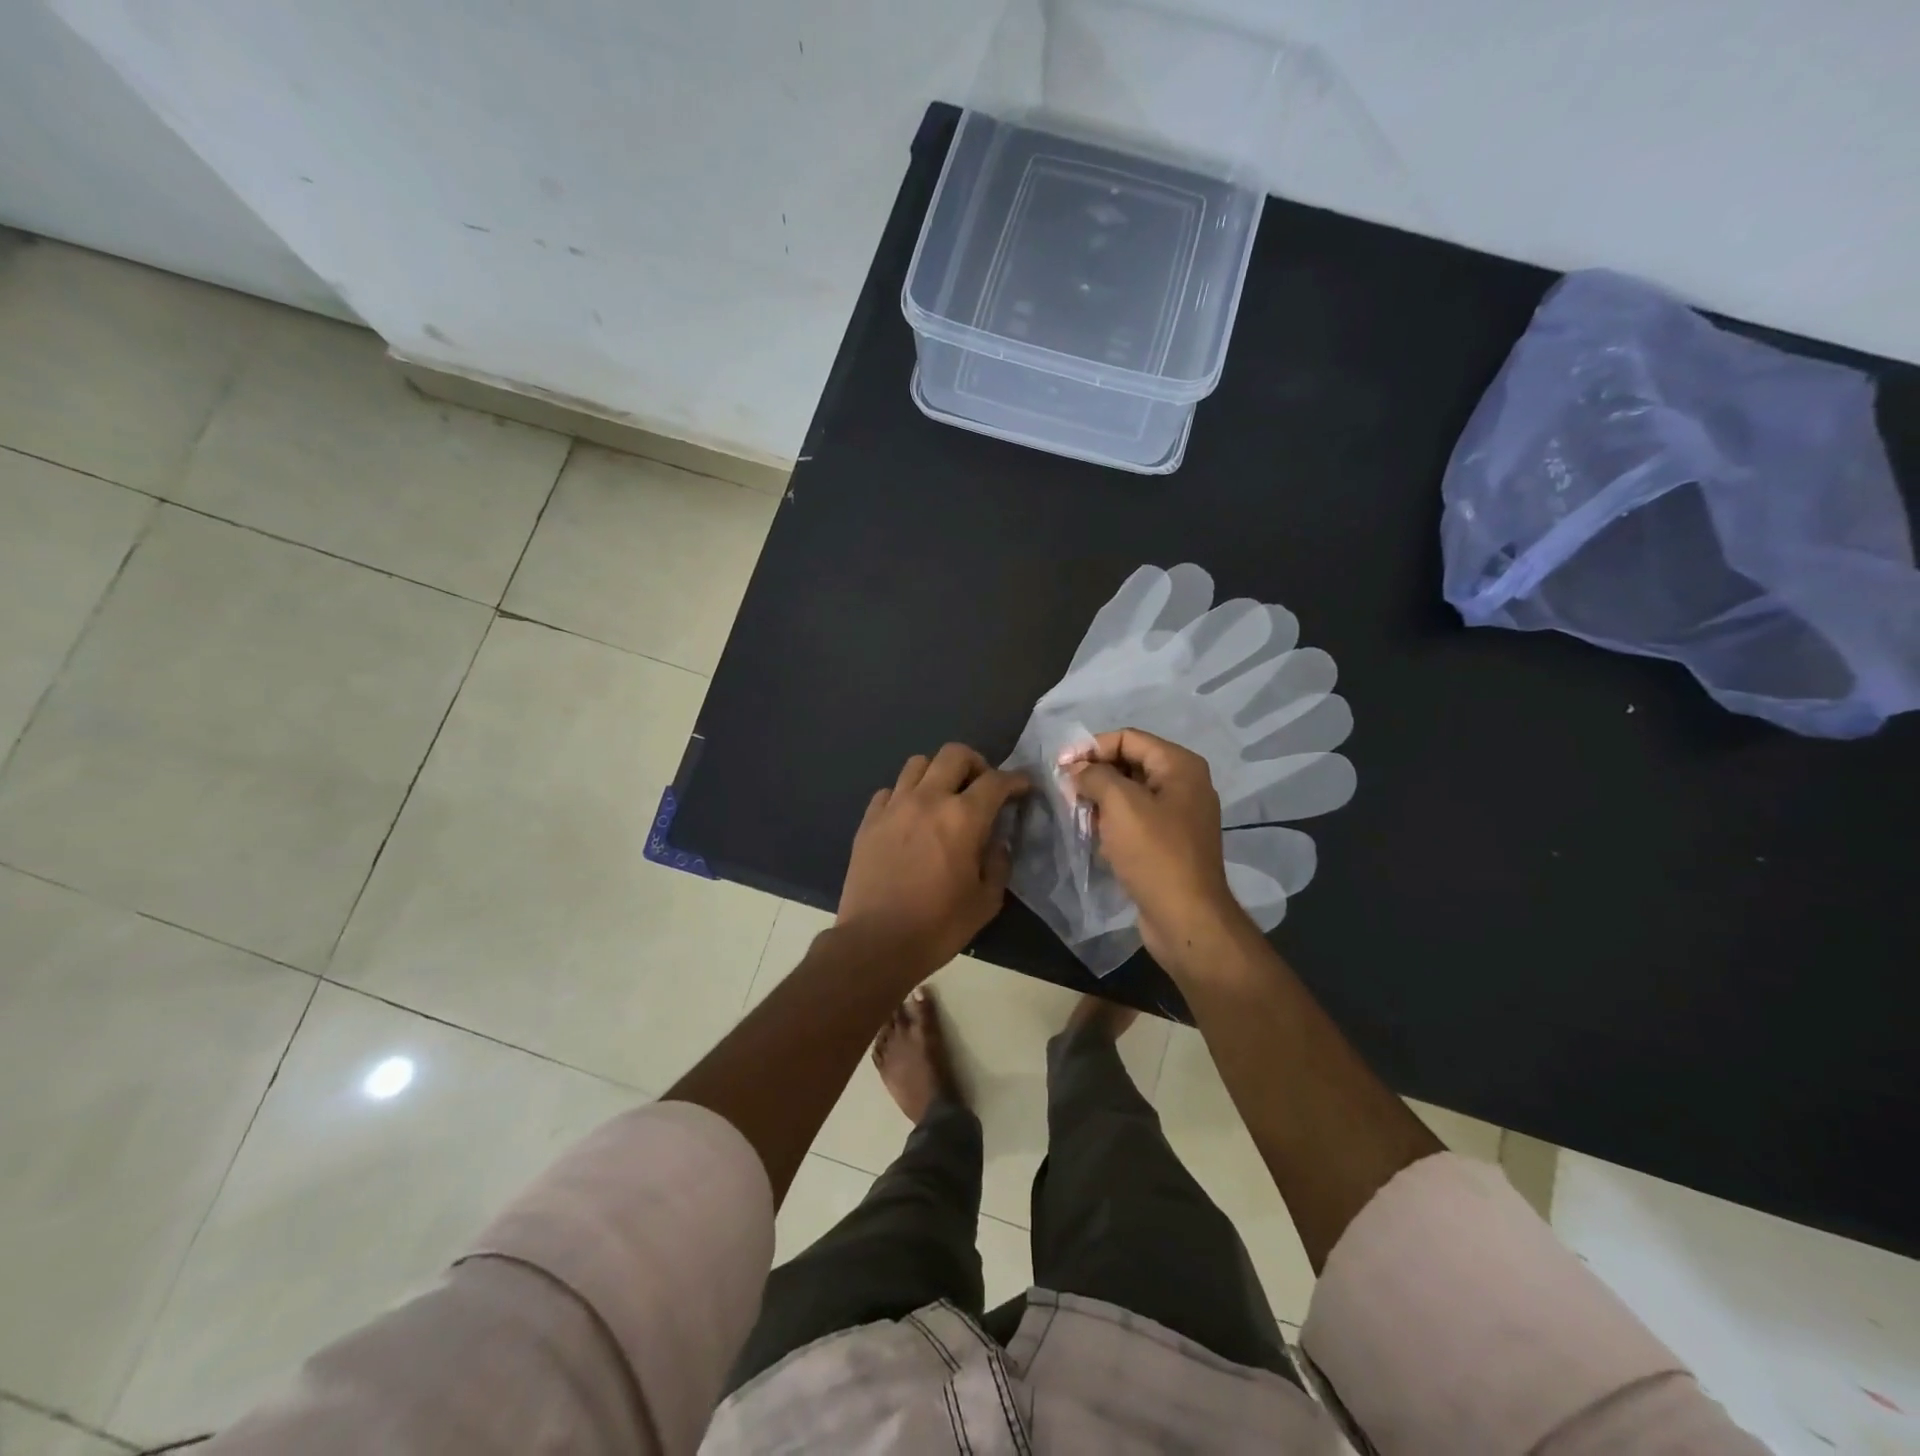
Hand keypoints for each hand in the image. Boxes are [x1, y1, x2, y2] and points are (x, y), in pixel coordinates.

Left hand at [837, 744, 1030, 981]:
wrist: (875, 943)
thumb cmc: (938, 926)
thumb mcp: (986, 901)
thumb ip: (998, 863)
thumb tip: (997, 842)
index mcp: (963, 817)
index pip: (996, 781)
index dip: (1016, 780)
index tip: (1024, 787)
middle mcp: (928, 799)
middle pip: (954, 754)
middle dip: (976, 763)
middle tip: (982, 787)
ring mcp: (894, 806)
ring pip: (918, 763)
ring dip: (938, 773)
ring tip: (943, 797)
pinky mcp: (869, 820)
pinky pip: (890, 790)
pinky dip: (905, 795)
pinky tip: (910, 817)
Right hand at [1064, 729, 1247, 972]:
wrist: (1186, 918)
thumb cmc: (1154, 853)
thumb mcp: (1120, 804)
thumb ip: (1095, 775)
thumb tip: (1076, 769)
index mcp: (1180, 766)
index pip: (1128, 738)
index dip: (1092, 747)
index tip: (1061, 766)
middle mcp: (1184, 784)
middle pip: (1129, 764)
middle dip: (1095, 775)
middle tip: (1066, 792)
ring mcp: (1178, 816)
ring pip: (1130, 794)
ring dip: (1101, 801)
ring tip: (1078, 816)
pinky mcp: (1169, 843)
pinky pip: (1136, 820)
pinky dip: (1113, 824)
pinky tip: (1097, 839)